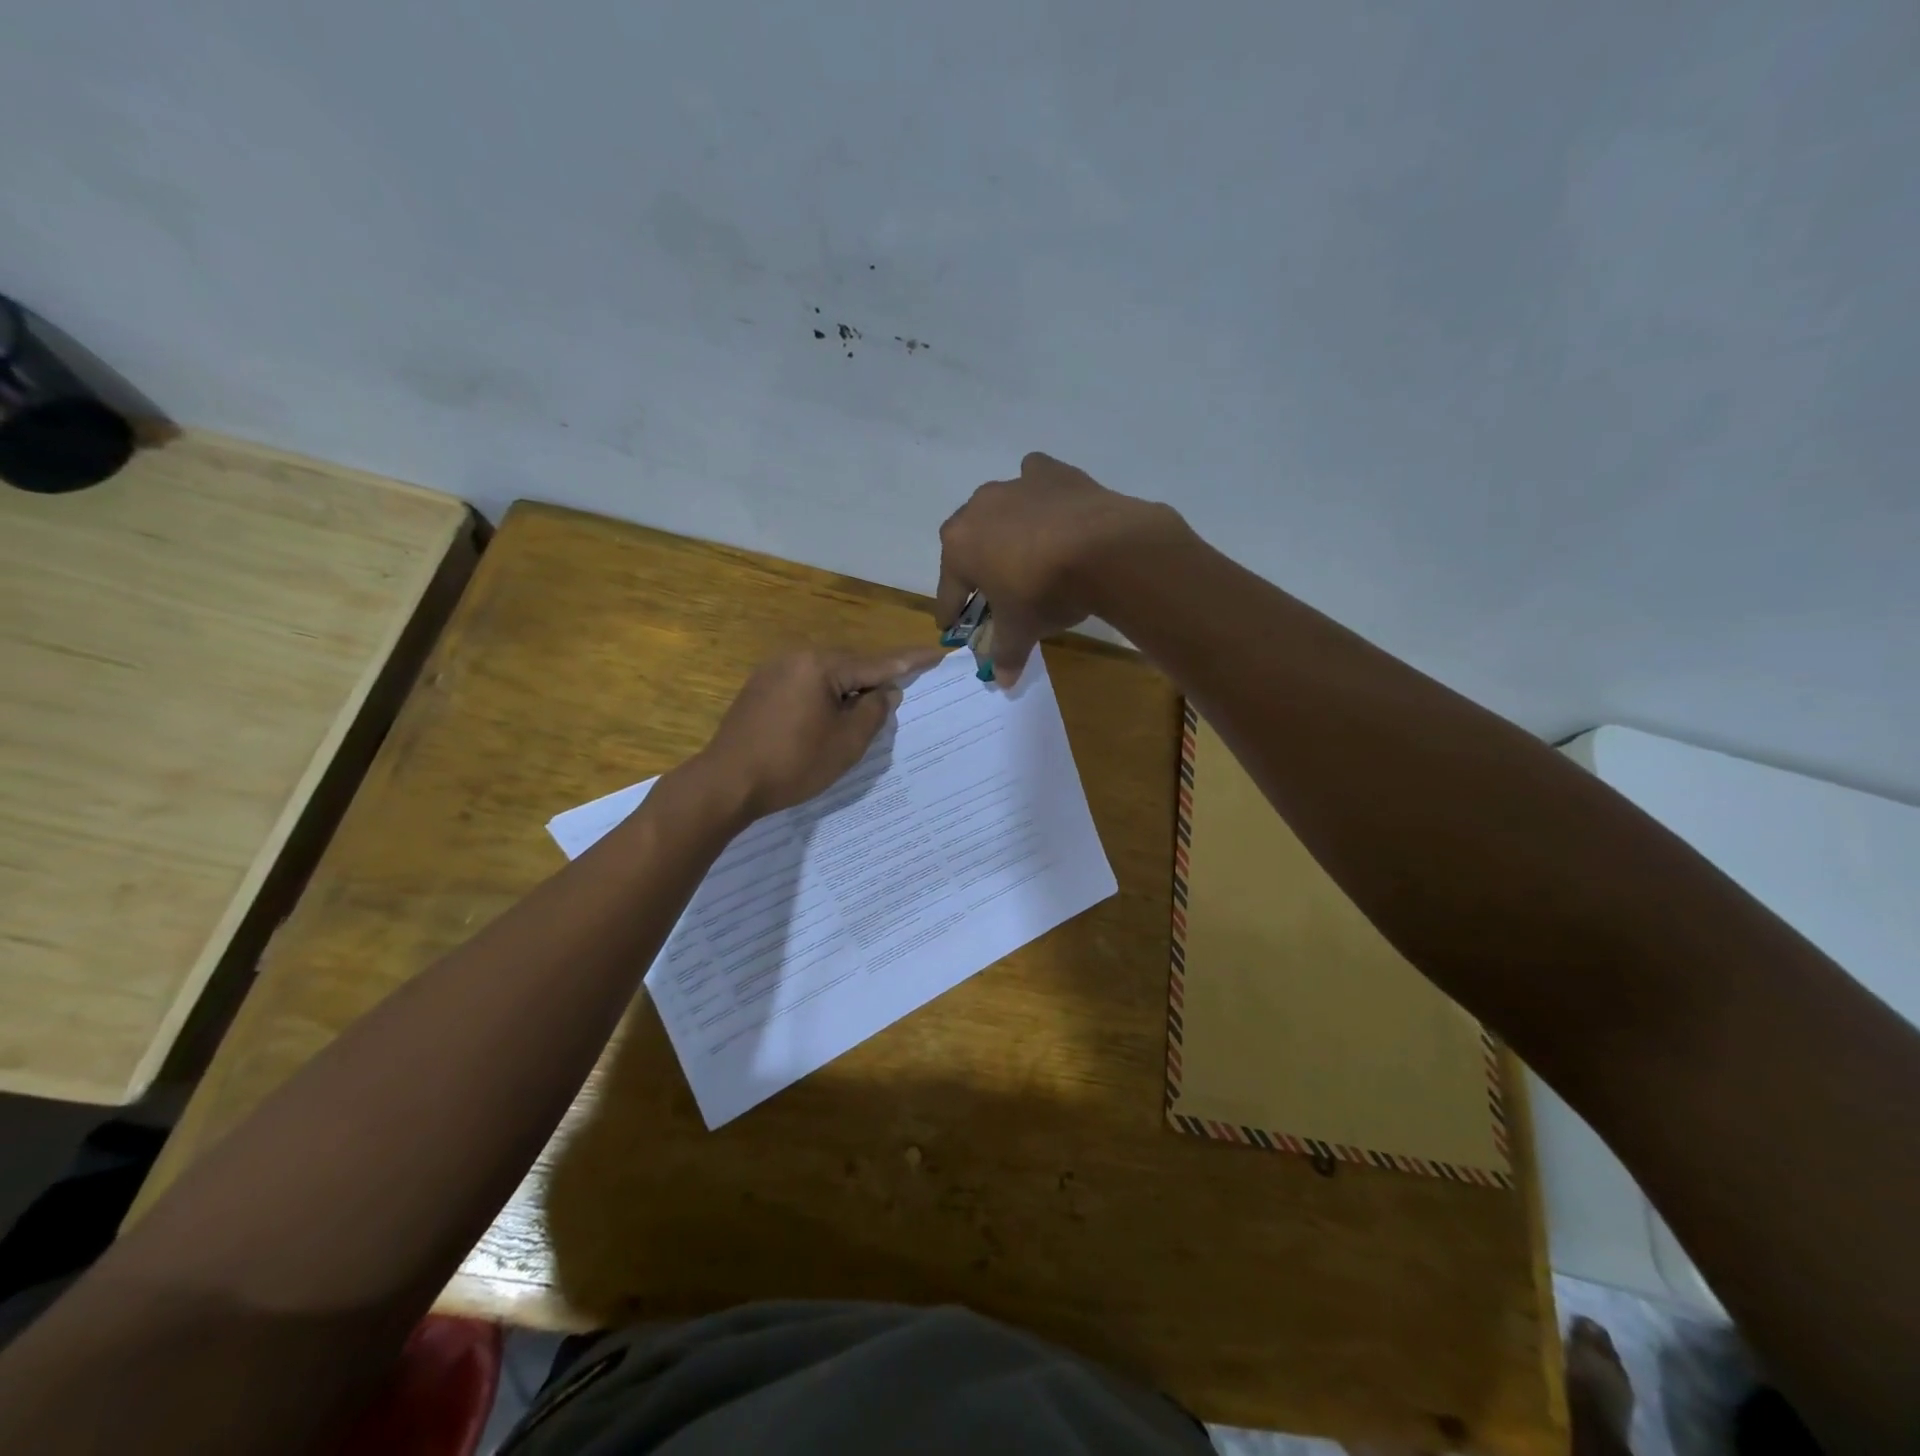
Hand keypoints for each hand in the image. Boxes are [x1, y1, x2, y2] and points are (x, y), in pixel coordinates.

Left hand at [694, 646, 945, 817]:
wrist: (727, 782)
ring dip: (849, 691)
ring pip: (828, 675)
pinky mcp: (761, 688)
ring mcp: (774, 670)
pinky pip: (806, 684)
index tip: (938, 652)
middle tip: (900, 696)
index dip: (911, 660)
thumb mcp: (847, 742)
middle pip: (851, 665)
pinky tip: (829, 718)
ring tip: (865, 714)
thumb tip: (887, 690)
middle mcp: (797, 657)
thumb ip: (875, 711)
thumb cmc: (793, 764)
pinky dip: (826, 697)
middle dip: (876, 680)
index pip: (878, 662)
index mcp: (821, 665)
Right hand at [935, 452, 1183, 684]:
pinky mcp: (1050, 472)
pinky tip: (1052, 512)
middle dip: (976, 568)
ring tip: (1026, 553)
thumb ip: (1006, 653)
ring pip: (1000, 511)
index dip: (950, 612)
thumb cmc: (1045, 592)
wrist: (1103, 549)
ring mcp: (1014, 485)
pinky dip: (1039, 496)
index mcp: (959, 546)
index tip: (951, 626)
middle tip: (992, 591)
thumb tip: (1002, 681)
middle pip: (969, 545)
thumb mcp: (1022, 629)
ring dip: (1006, 531)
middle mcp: (978, 509)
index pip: (948, 590)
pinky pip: (1035, 480)